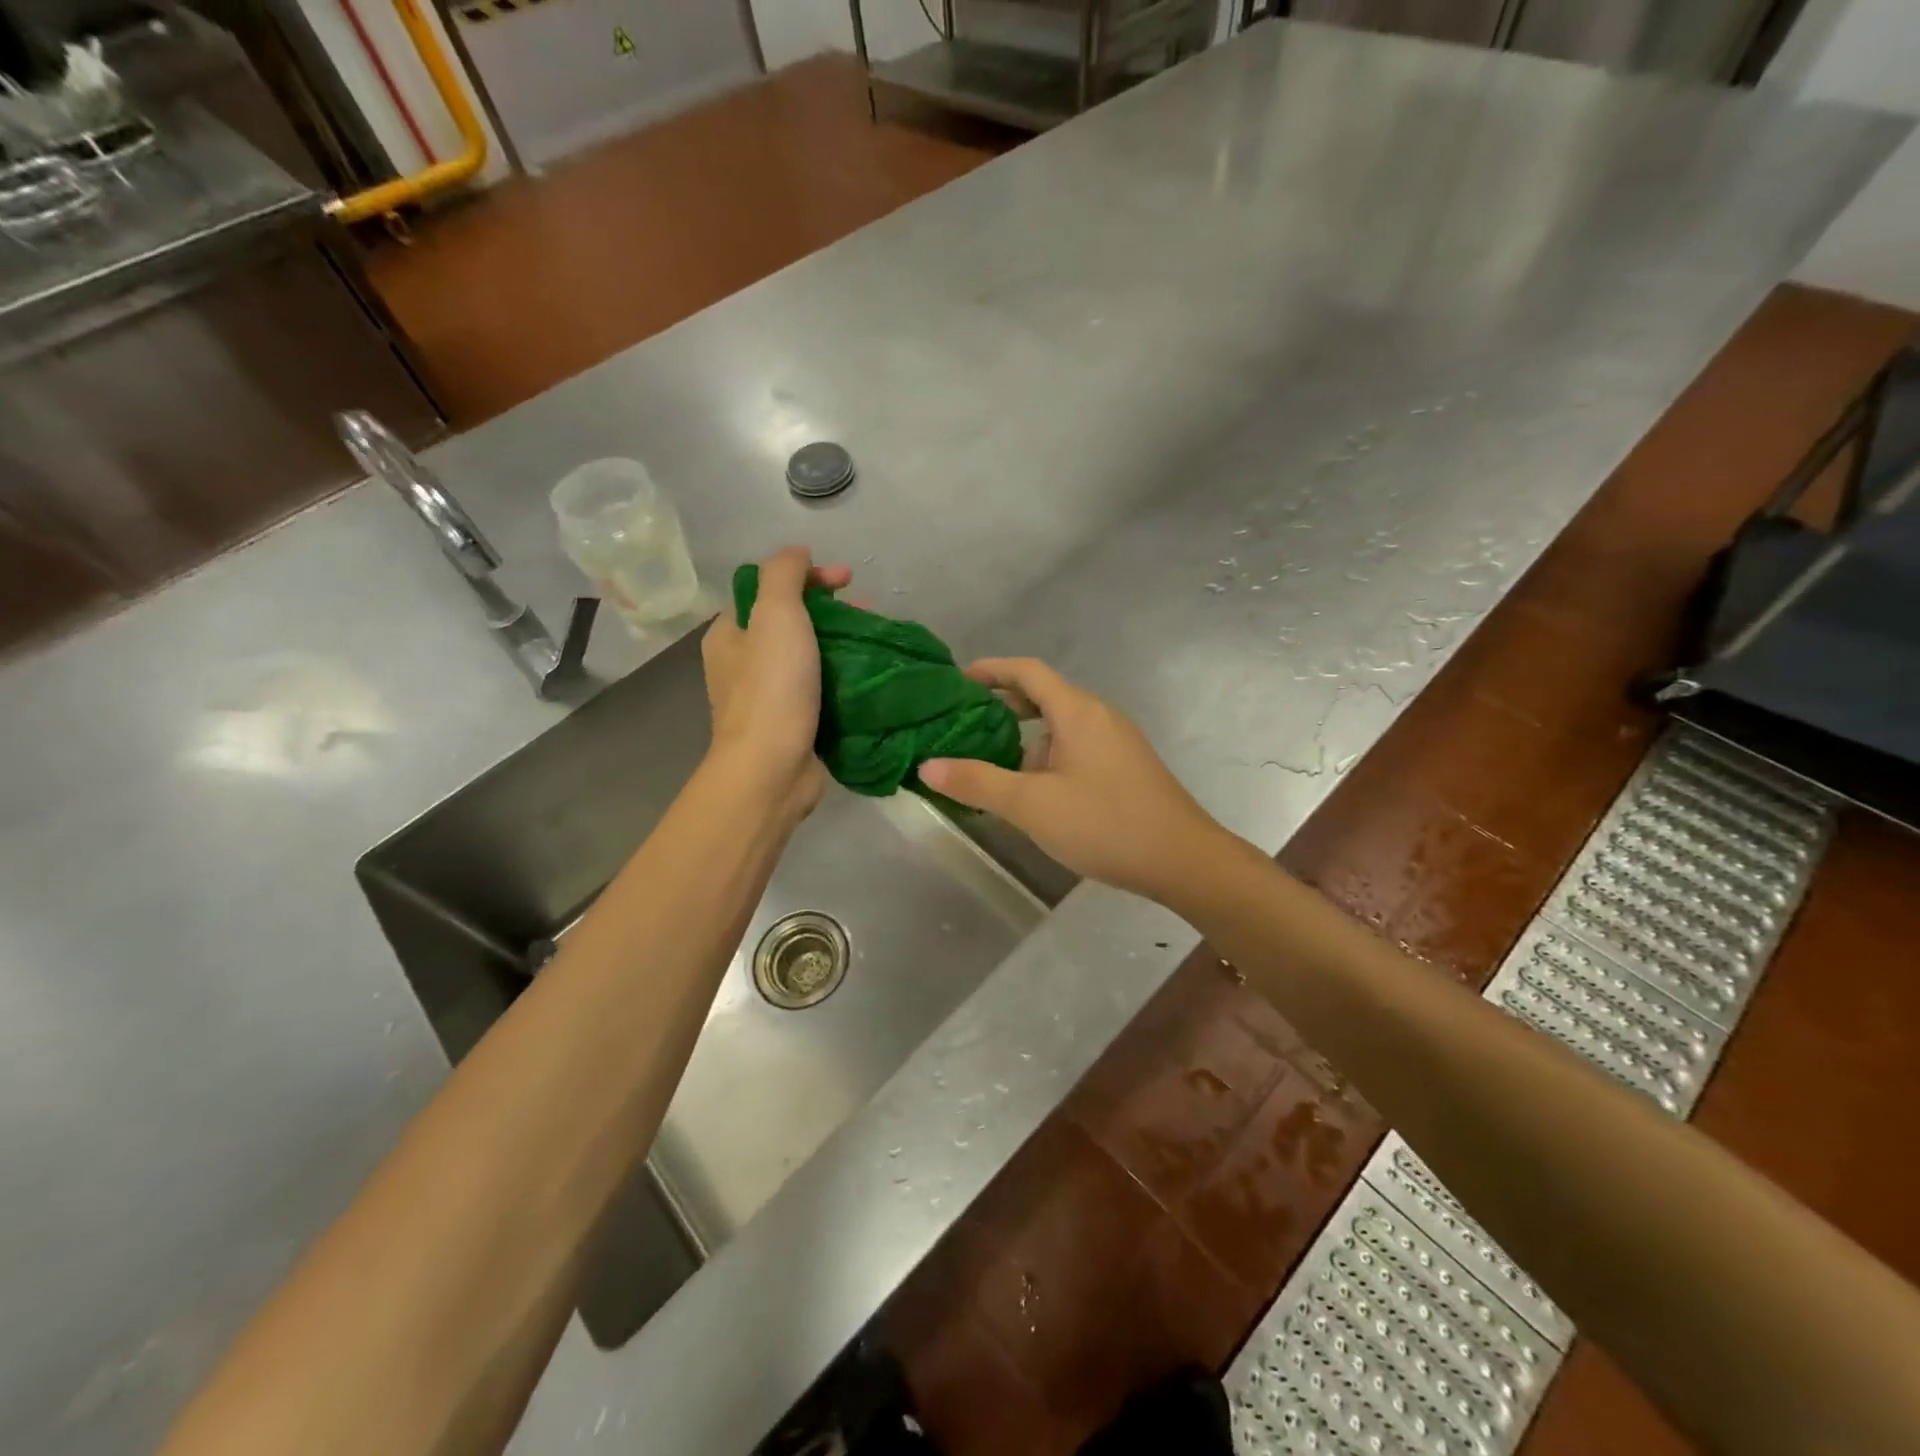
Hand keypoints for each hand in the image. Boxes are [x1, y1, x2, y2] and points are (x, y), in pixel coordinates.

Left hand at [701, 546, 850, 819]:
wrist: (773, 770)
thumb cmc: (772, 688)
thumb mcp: (775, 614)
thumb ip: (784, 574)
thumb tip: (797, 552)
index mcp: (730, 634)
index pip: (768, 589)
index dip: (808, 577)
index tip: (849, 580)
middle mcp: (744, 664)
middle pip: (792, 623)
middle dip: (833, 612)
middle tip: (869, 613)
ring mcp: (770, 698)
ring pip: (811, 657)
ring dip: (844, 645)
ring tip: (878, 643)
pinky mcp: (795, 725)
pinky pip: (823, 690)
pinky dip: (845, 679)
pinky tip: (871, 676)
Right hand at [919, 658, 1222, 903]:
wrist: (1184, 861)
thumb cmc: (1105, 823)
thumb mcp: (1032, 805)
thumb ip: (979, 782)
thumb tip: (928, 765)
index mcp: (1078, 711)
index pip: (1028, 672)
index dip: (991, 669)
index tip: (958, 679)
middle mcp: (1099, 717)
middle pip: (1045, 696)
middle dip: (1003, 705)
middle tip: (964, 723)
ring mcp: (1117, 743)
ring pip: (1060, 727)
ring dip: (1024, 738)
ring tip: (990, 764)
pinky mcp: (1125, 769)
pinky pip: (1076, 749)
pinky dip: (1046, 757)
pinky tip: (1033, 792)